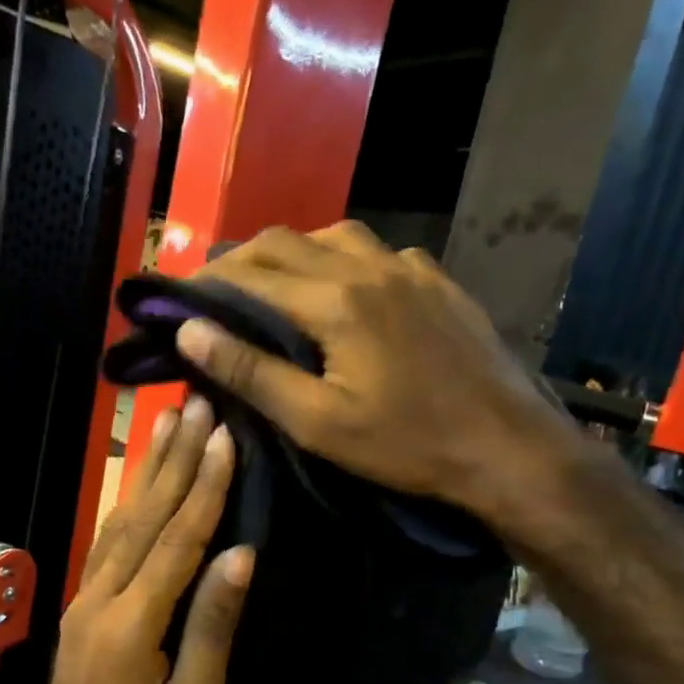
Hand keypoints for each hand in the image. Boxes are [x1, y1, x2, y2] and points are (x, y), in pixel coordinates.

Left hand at [24, 396, 253, 683]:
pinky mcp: (79, 607)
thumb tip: (242, 555)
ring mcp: (83, 599)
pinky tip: (137, 481)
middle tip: (195, 405)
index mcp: (132, 623)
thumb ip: (212, 626)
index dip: (205, 486)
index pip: (178, 540)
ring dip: (146, 470)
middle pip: (144, 516)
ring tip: (165, 422)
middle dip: (174, 459)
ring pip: (120, 522)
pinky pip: (106, 543)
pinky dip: (126, 504)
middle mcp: (101, 598)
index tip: (225, 436)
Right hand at [175, 222, 588, 552]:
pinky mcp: (438, 283)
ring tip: (273, 288)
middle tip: (214, 293)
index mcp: (336, 301)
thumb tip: (189, 331)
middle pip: (287, 241)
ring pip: (335, 237)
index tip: (178, 298)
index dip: (207, 282)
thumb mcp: (317, 422)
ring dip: (293, 254)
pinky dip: (343, 261)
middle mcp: (371, 268)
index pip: (252, 273)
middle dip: (242, 261)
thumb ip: (251, 372)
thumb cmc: (405, 445)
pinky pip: (379, 253)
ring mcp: (411, 270)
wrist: (505, 447)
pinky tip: (345, 292)